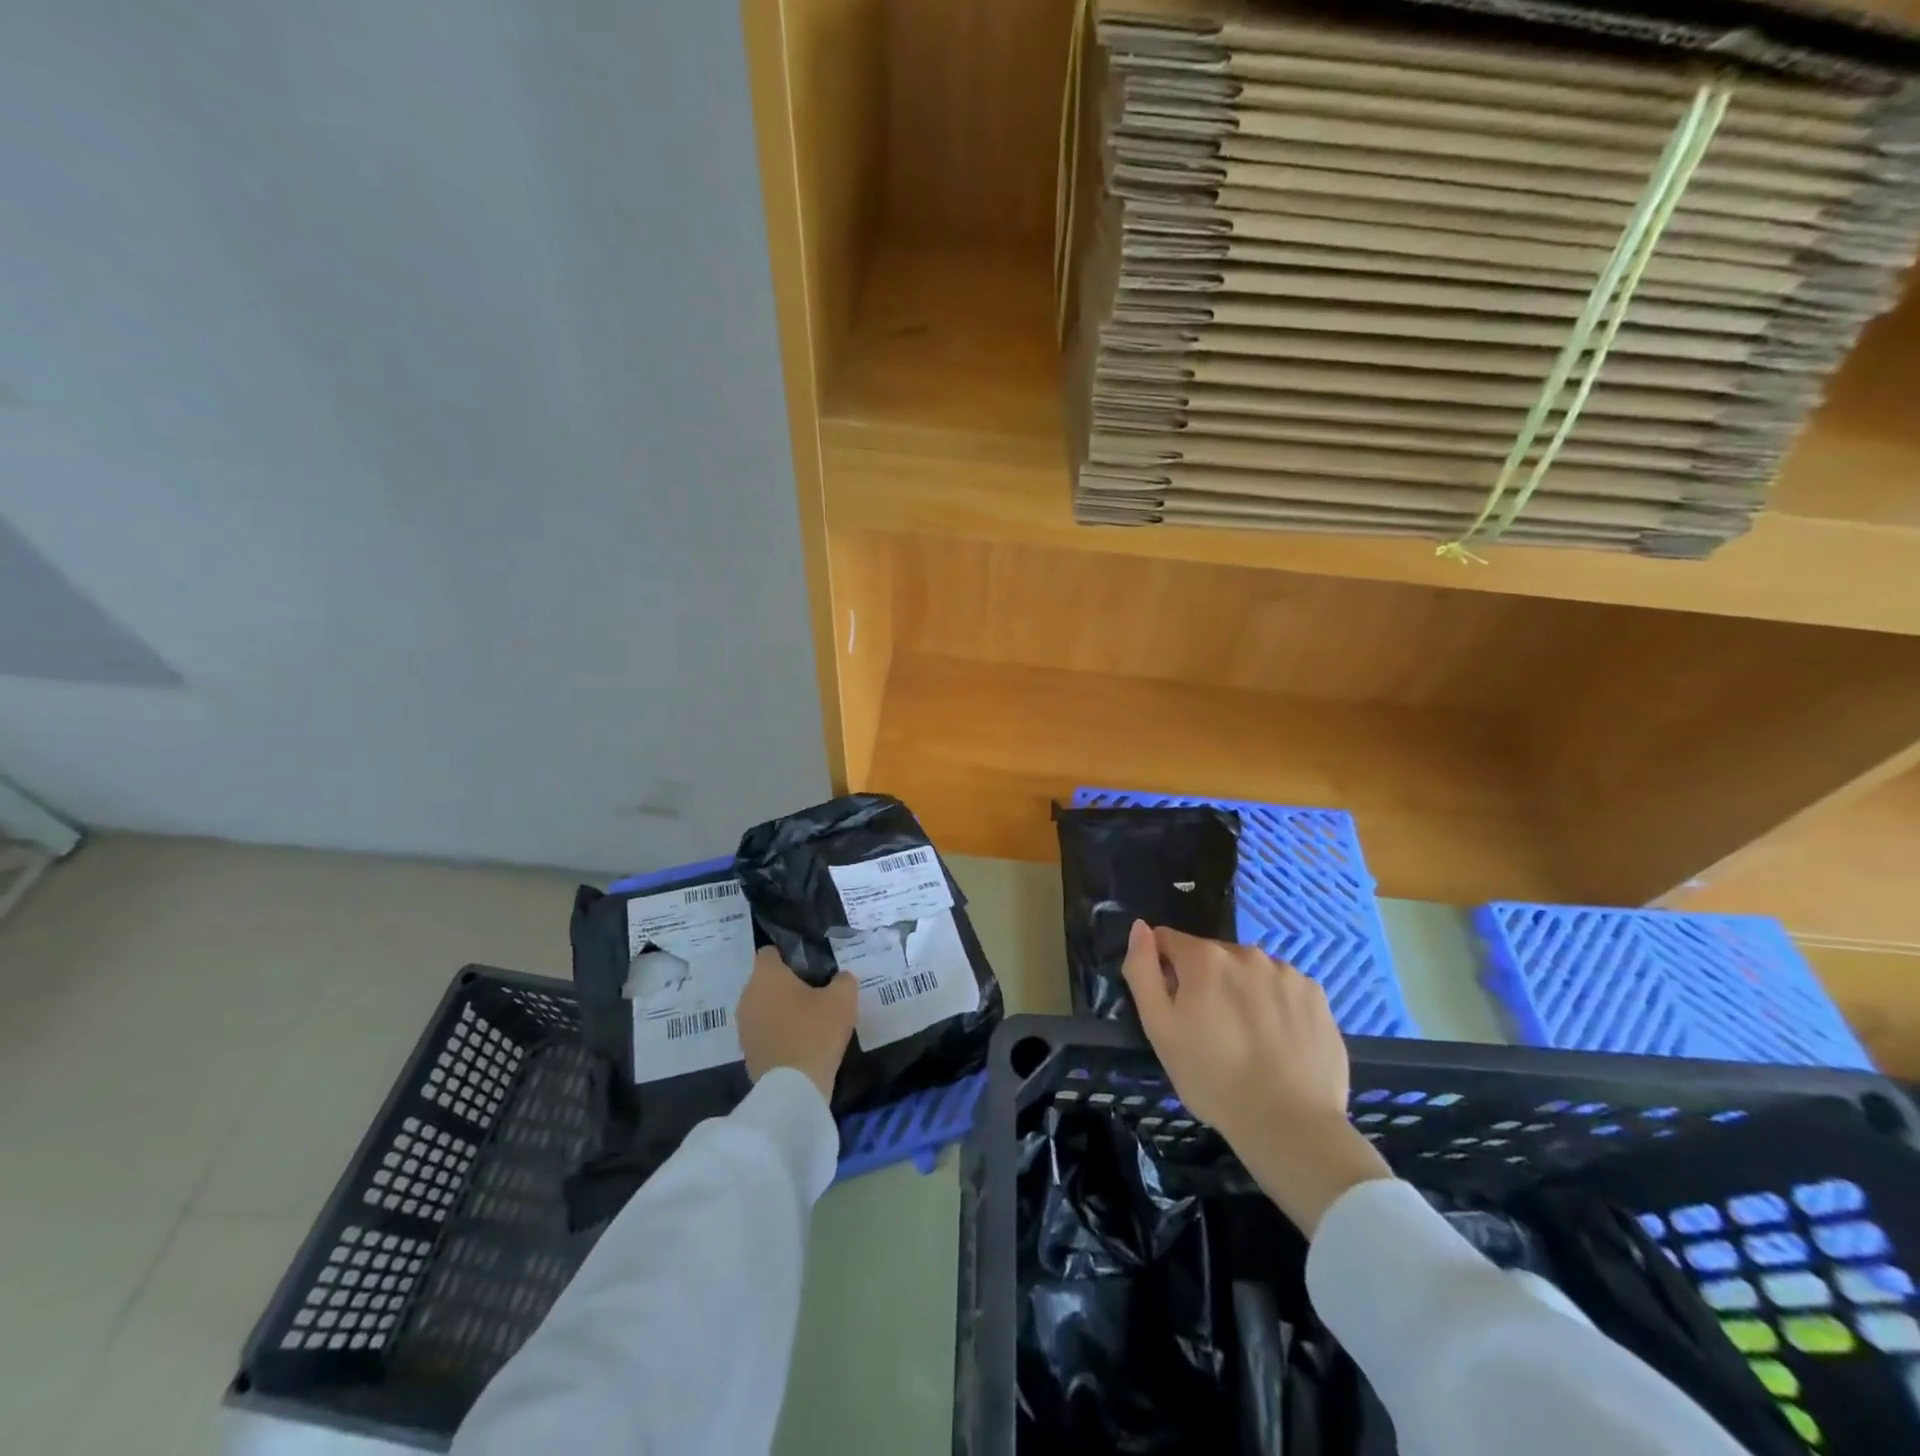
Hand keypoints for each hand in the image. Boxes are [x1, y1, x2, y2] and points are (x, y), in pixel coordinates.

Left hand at [736, 946, 858, 1101]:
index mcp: (766, 975)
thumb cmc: (815, 1031)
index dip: (790, 954)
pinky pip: (764, 1030)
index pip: (771, 952)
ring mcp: (744, 1025)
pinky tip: (802, 1040)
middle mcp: (748, 995)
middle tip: (817, 990)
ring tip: (811, 1017)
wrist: (793, 1088)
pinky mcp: (747, 1051)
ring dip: (782, 1009)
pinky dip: (779, 1031)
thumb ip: (843, 980)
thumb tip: (840, 978)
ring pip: (764, 1006)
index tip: (811, 965)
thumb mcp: (842, 999)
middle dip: (788, 983)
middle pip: (767, 980)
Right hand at [1121, 921, 1391, 1234]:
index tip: (1172, 1005)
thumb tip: (1140, 927)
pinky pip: (1282, 988)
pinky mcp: (1316, 995)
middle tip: (1208, 1030)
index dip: (1163, 968)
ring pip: (1249, 971)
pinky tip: (1277, 1041)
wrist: (1289, 1125)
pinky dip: (1274, 1004)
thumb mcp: (1158, 1027)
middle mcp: (1247, 952)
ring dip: (1241, 990)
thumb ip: (1142, 969)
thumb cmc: (1212, 1078)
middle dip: (1204, 981)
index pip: (1168, 940)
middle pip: (1211, 956)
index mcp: (1205, 957)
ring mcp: (1287, 972)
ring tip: (1246, 1038)